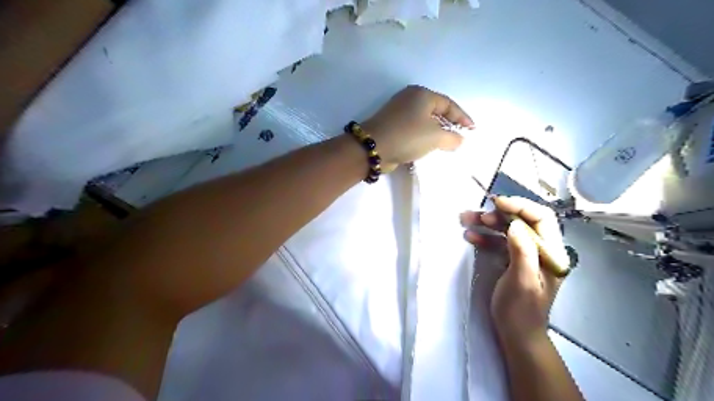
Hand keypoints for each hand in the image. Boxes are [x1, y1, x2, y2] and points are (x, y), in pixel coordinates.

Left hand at [363, 85, 471, 172]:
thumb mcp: (435, 136)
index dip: (462, 117)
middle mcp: (410, 99)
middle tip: (460, 137)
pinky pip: (414, 129)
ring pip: (424, 121)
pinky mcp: (392, 125)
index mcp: (422, 94)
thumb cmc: (408, 136)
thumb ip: (452, 138)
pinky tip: (428, 147)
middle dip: (449, 124)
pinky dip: (423, 137)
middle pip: (436, 111)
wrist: (373, 147)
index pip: (448, 104)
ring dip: (436, 132)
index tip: (472, 130)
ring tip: (447, 144)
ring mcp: (399, 112)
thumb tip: (459, 140)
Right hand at [460, 196, 566, 342]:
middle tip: (478, 216)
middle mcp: (542, 249)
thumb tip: (515, 224)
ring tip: (466, 220)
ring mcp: (526, 254)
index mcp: (552, 253)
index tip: (497, 203)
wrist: (516, 334)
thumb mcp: (522, 282)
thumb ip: (522, 251)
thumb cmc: (520, 311)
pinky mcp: (513, 260)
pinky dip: (485, 237)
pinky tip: (470, 237)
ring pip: (508, 229)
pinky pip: (499, 242)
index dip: (521, 206)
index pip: (542, 218)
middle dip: (499, 214)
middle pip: (523, 220)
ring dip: (487, 223)